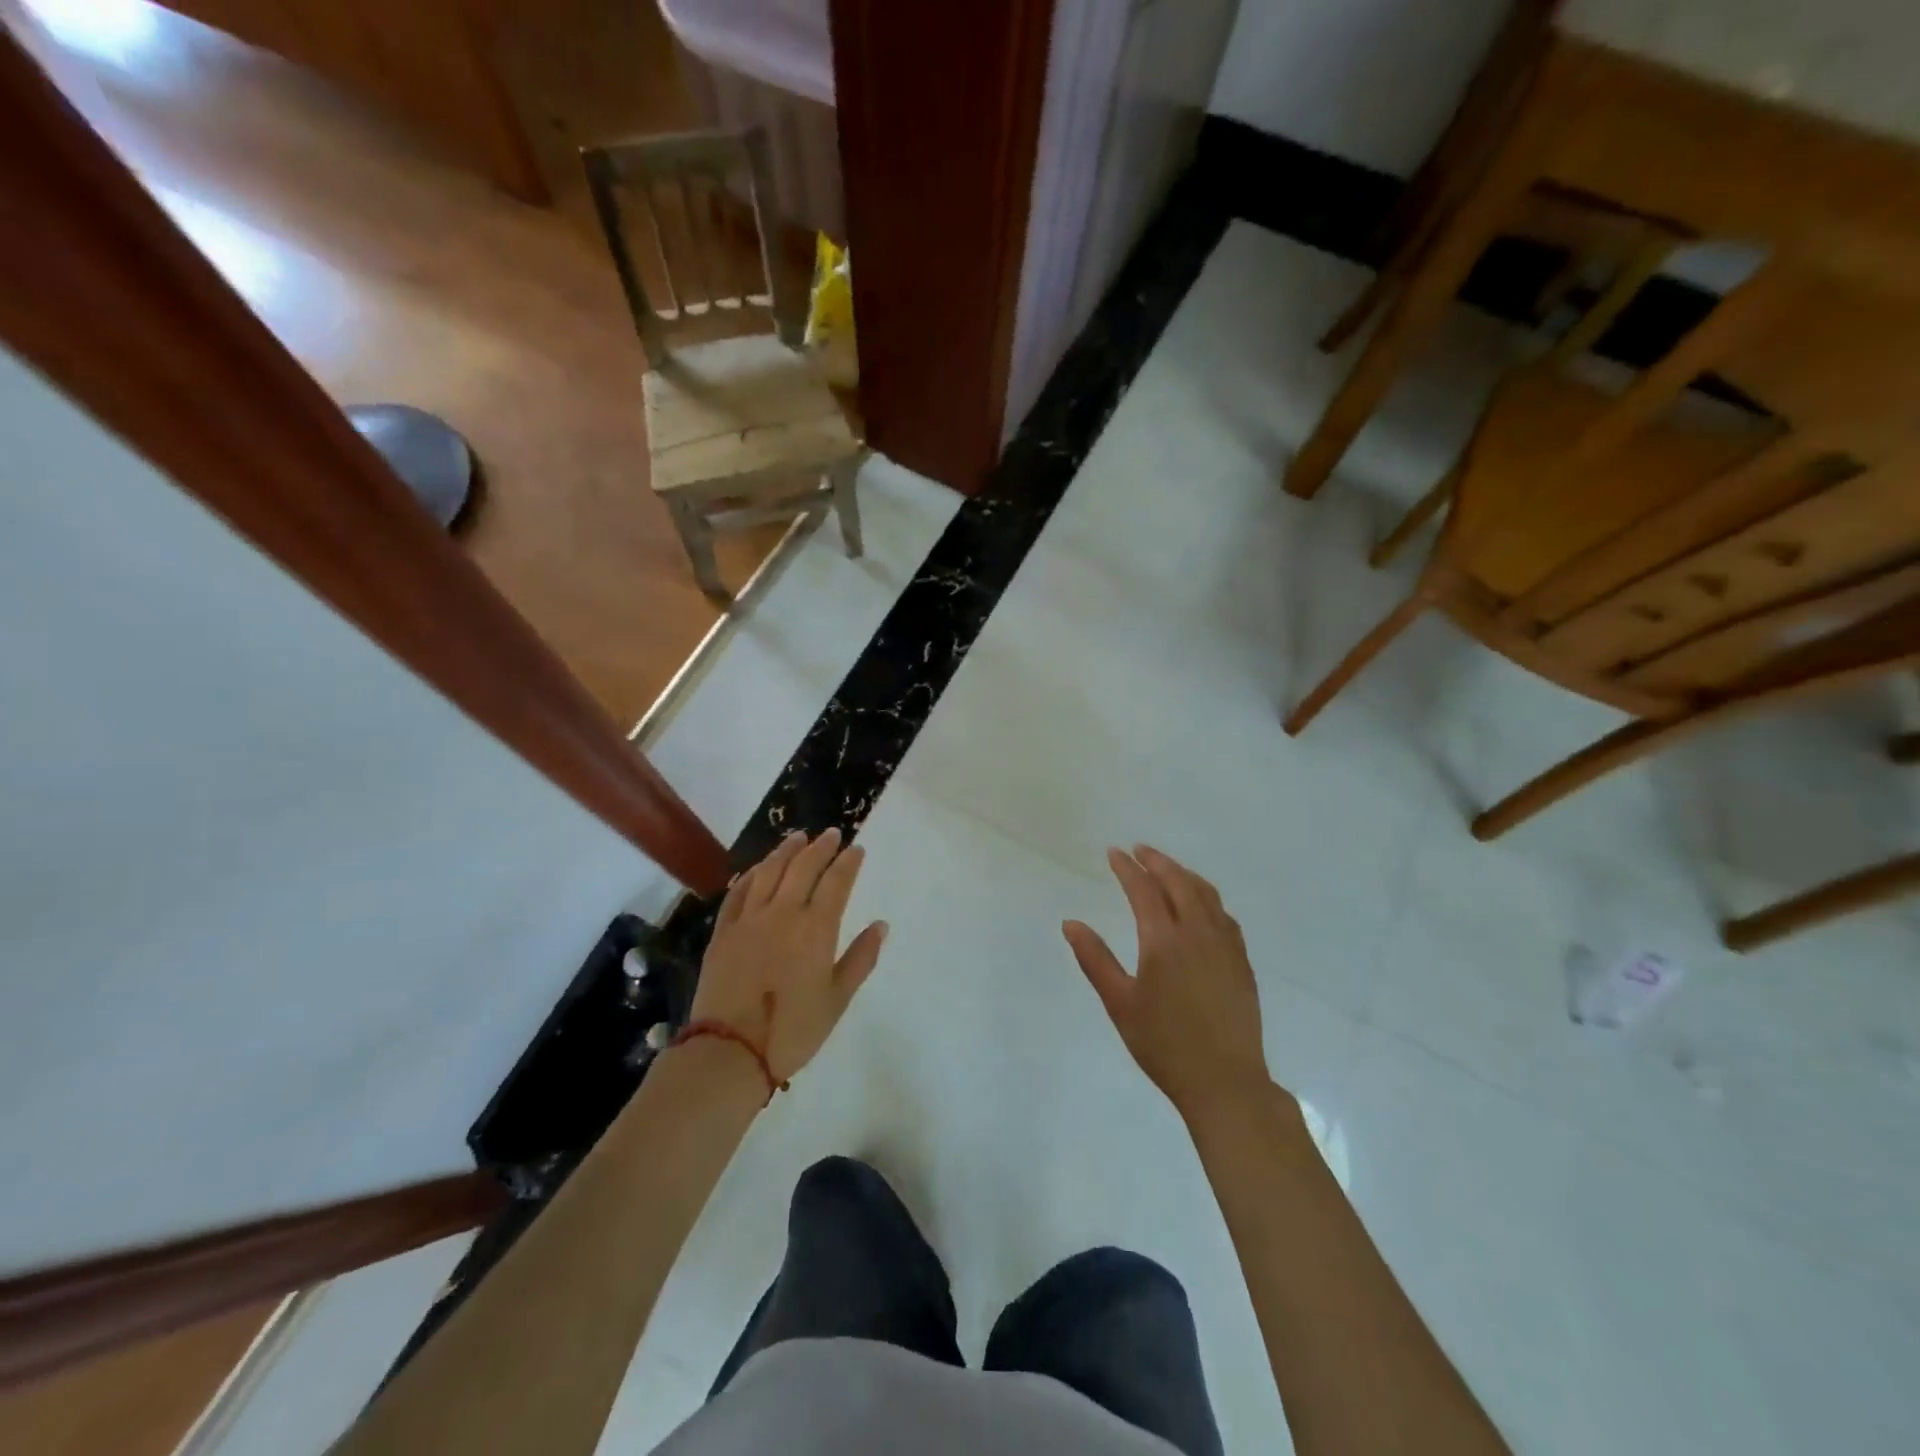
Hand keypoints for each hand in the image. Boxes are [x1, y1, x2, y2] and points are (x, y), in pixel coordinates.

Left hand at [691, 829, 887, 1083]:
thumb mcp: (837, 999)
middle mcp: (783, 913)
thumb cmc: (793, 1030)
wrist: (730, 1051)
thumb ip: (860, 958)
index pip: (836, 882)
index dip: (848, 862)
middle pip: (803, 867)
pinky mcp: (723, 932)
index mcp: (816, 928)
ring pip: (769, 872)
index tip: (856, 849)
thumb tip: (881, 925)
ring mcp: (749, 919)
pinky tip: (758, 868)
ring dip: (786, 851)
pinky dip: (751, 874)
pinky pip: (738, 892)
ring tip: (797, 837)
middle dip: (820, 847)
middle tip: (831, 834)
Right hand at [1063, 845, 1274, 1121]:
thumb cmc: (1164, 1044)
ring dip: (1184, 874)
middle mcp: (1197, 933)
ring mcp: (1225, 946)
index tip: (1114, 853)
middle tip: (1139, 850)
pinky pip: (1224, 915)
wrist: (1225, 1081)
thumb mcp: (1120, 1003)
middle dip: (1157, 861)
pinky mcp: (1242, 962)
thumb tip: (1070, 923)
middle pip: (1178, 882)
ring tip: (1167, 868)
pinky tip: (1202, 906)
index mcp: (1164, 940)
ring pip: (1206, 894)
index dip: (1127, 868)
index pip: (1143, 889)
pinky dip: (1207, 897)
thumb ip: (1095, 959)